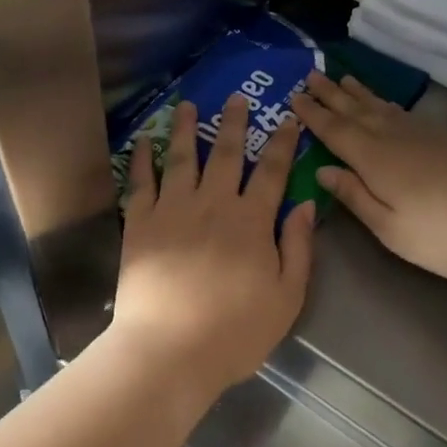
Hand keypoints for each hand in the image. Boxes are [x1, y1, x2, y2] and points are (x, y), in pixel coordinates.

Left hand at [110, 92, 317, 395]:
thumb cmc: (234, 332)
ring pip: (183, 158)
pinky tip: (145, 140)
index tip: (287, 119)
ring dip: (188, 128)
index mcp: (251, 221)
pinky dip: (143, 157)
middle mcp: (212, 204)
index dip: (281, 143)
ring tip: (189, 105)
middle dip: (234, 123)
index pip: (271, 172)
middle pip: (226, 154)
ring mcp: (172, 209)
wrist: (169, 349)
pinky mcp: (140, 222)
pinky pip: (141, 181)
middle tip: (236, 97)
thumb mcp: (286, 297)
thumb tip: (307, 204)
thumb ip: (299, 248)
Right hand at [291, 73, 446, 285]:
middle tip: (310, 75)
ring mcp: (425, 135)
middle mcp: (396, 138)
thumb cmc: (446, 236)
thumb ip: (355, 196)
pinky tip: (387, 106)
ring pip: (383, 107)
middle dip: (331, 94)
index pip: (335, 131)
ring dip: (359, 93)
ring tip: (344, 78)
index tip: (293, 96)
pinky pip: (404, 113)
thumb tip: (323, 170)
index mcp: (375, 160)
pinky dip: (387, 104)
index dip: (313, 114)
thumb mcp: (391, 228)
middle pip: (357, 111)